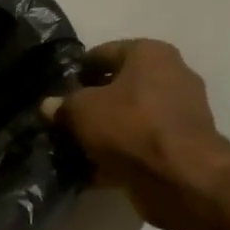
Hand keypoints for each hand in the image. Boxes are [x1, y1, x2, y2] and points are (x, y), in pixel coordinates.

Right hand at [42, 39, 229, 229]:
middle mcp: (171, 75)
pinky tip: (92, 171)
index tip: (55, 93)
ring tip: (74, 149)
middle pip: (118, 87)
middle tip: (63, 123)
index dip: (75, 72)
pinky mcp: (180, 145)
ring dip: (103, 133)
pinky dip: (119, 155)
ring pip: (128, 118)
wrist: (180, 176)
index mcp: (150, 54)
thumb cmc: (130, 127)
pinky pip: (140, 144)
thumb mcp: (82, 111)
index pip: (102, 53)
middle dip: (90, 105)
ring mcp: (179, 112)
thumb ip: (62, 105)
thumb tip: (49, 105)